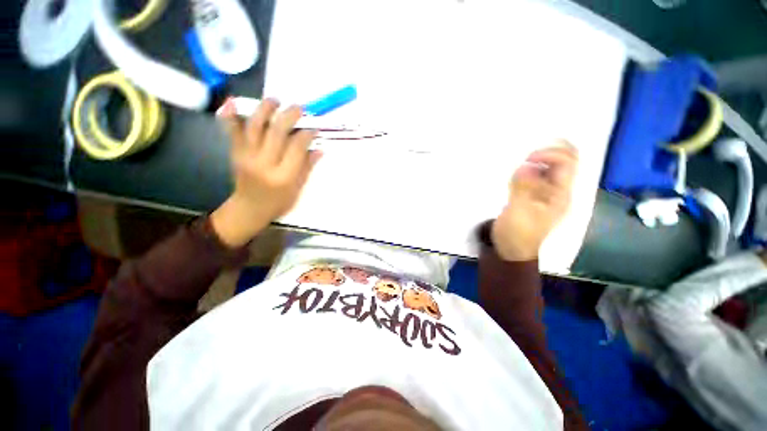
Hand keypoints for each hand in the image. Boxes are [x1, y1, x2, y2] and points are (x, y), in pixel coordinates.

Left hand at [211, 99, 321, 247]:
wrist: (249, 209)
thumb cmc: (279, 202)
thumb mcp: (298, 189)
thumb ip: (308, 167)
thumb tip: (319, 149)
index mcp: (283, 176)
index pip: (296, 148)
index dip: (307, 134)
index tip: (314, 127)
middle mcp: (264, 164)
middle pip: (277, 132)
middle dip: (289, 116)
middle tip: (299, 108)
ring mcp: (247, 157)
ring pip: (255, 126)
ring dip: (265, 109)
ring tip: (275, 100)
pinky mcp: (235, 153)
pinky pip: (232, 131)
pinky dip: (232, 115)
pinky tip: (234, 101)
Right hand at [492, 141, 577, 260]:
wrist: (512, 250)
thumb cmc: (517, 233)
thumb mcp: (519, 212)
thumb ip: (523, 188)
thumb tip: (526, 166)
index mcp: (560, 194)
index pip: (567, 163)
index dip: (550, 154)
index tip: (527, 159)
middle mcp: (558, 190)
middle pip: (566, 161)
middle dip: (550, 151)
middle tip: (528, 155)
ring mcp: (547, 193)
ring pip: (552, 167)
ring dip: (540, 160)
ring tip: (522, 165)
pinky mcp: (534, 196)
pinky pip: (537, 176)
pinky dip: (529, 170)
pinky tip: (518, 174)